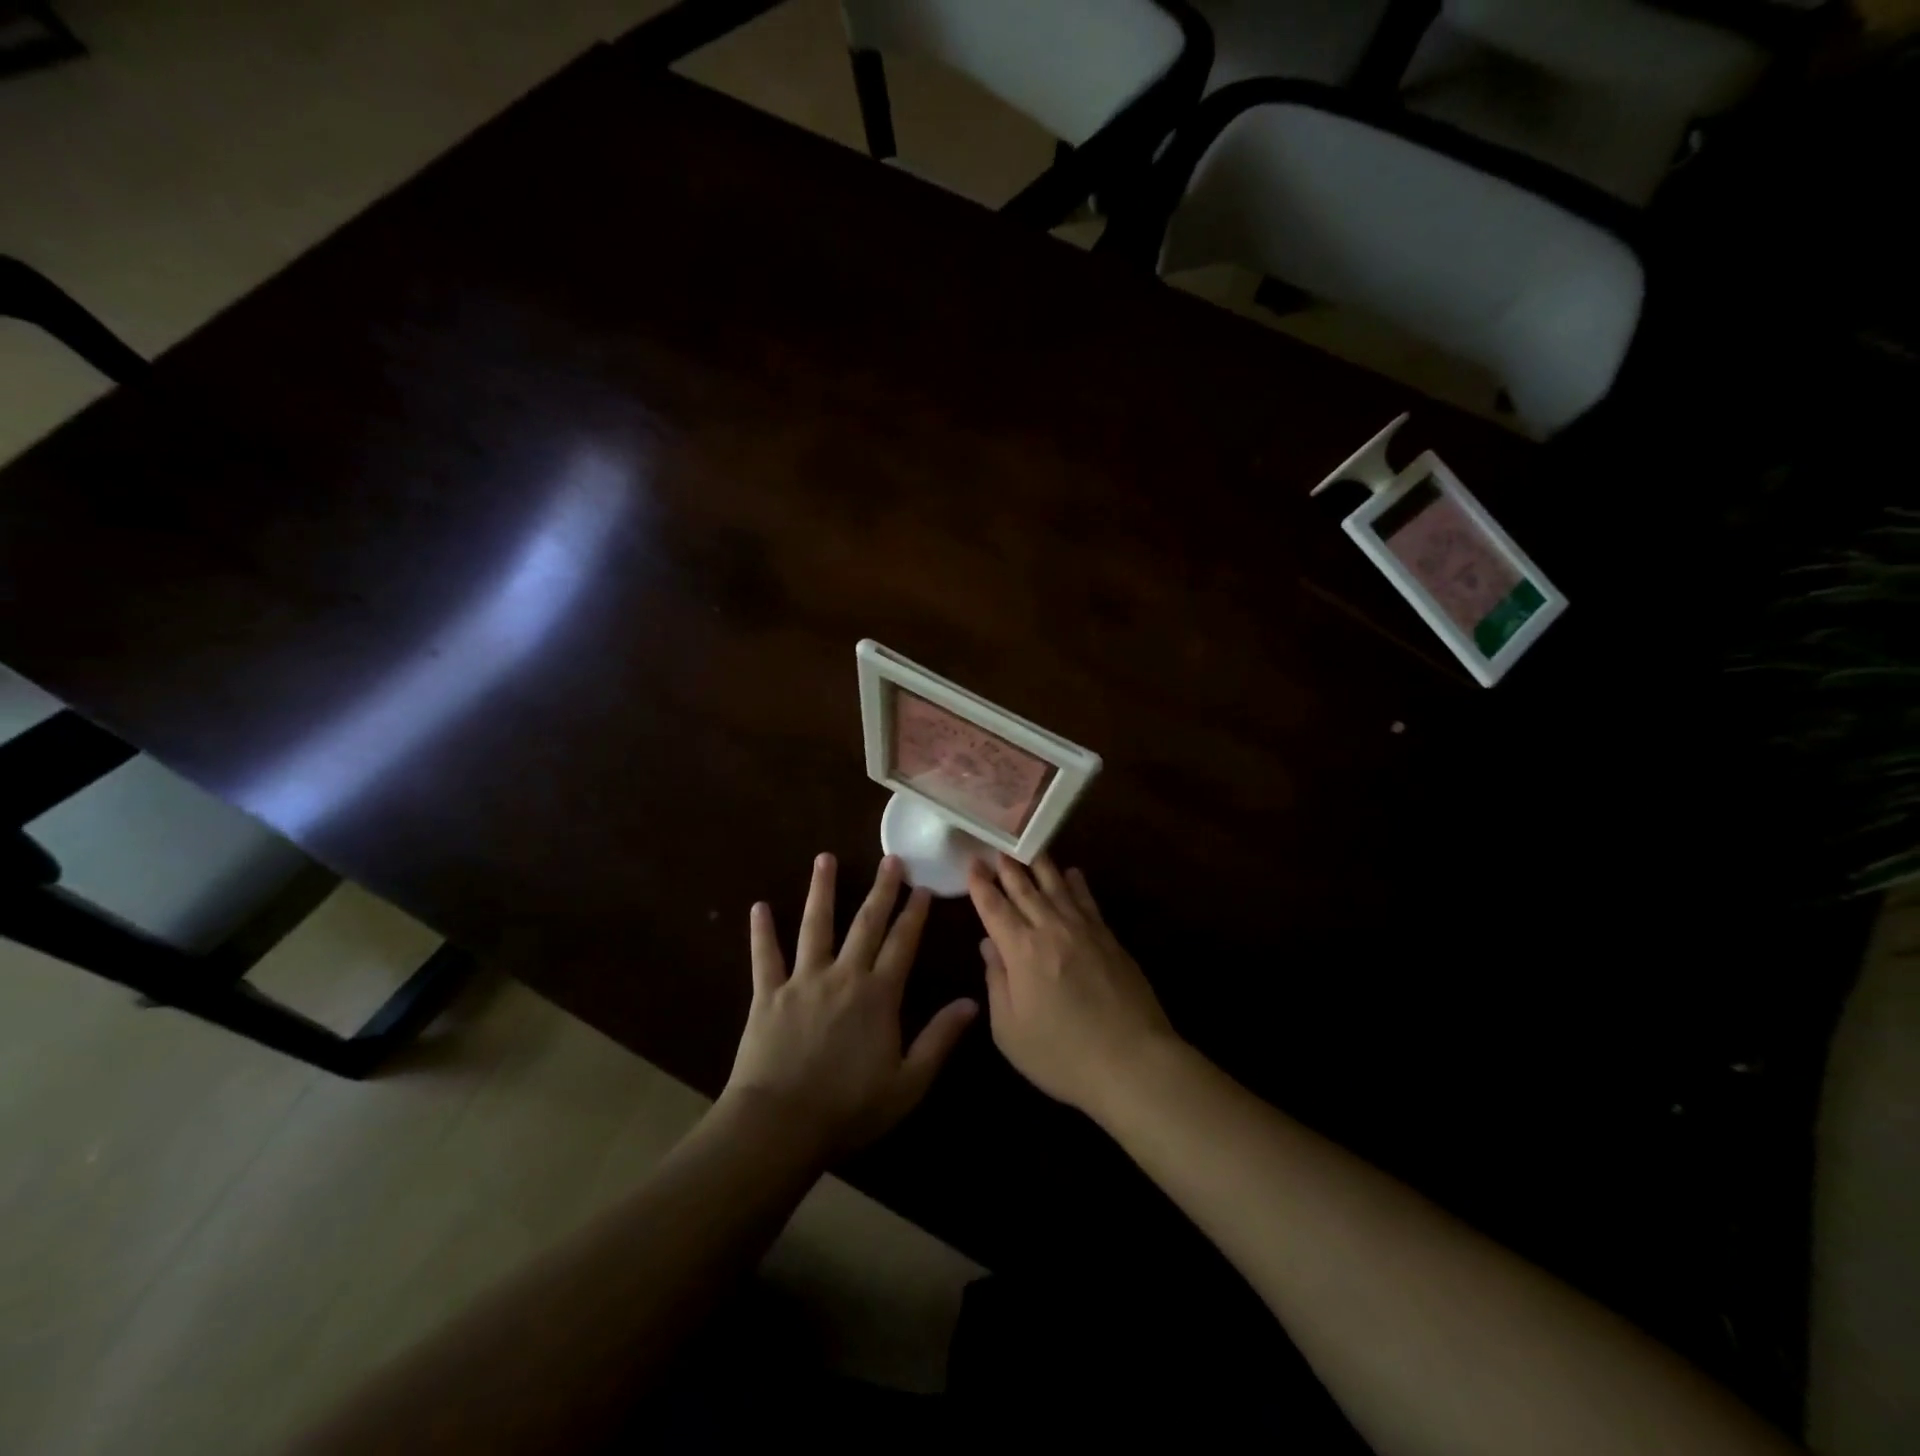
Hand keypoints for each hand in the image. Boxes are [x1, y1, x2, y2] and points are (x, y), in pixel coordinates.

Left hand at [724, 853, 977, 1156]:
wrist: (780, 1124)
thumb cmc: (849, 1108)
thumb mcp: (908, 1082)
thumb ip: (939, 1039)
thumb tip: (972, 1002)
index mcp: (878, 994)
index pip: (902, 943)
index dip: (914, 914)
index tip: (923, 887)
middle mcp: (843, 976)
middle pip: (866, 924)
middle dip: (881, 890)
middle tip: (891, 859)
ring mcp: (803, 981)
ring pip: (815, 927)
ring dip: (822, 891)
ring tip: (825, 859)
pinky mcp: (768, 995)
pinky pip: (765, 957)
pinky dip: (761, 932)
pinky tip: (758, 907)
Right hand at [970, 853, 1176, 1118]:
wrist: (1132, 1062)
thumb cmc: (1062, 1055)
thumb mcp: (1010, 1031)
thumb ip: (996, 983)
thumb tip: (989, 946)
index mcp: (1021, 951)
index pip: (994, 908)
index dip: (980, 885)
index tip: (972, 863)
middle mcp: (1050, 929)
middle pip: (1024, 889)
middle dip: (1007, 867)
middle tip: (996, 846)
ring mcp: (1084, 930)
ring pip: (1057, 887)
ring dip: (1040, 865)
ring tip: (1028, 847)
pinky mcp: (1109, 938)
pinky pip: (1088, 901)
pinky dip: (1077, 884)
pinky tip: (1073, 872)